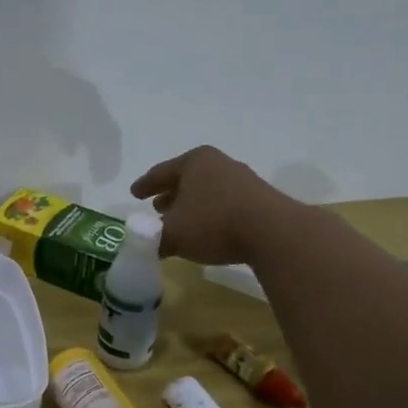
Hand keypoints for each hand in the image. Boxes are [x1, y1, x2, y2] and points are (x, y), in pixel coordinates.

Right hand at [130, 145, 286, 264]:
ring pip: (206, 191)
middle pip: (186, 179)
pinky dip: (210, 214)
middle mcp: (218, 163)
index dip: (144, 185)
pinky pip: (223, 203)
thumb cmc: (213, 223)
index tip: (134, 194)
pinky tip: (206, 230)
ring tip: (180, 222)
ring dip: (190, 206)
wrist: (273, 232)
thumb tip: (145, 245)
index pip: (160, 173)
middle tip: (156, 208)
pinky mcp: (259, 198)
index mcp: (193, 162)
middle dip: (170, 194)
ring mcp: (242, 179)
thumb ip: (154, 239)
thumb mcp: (173, 235)